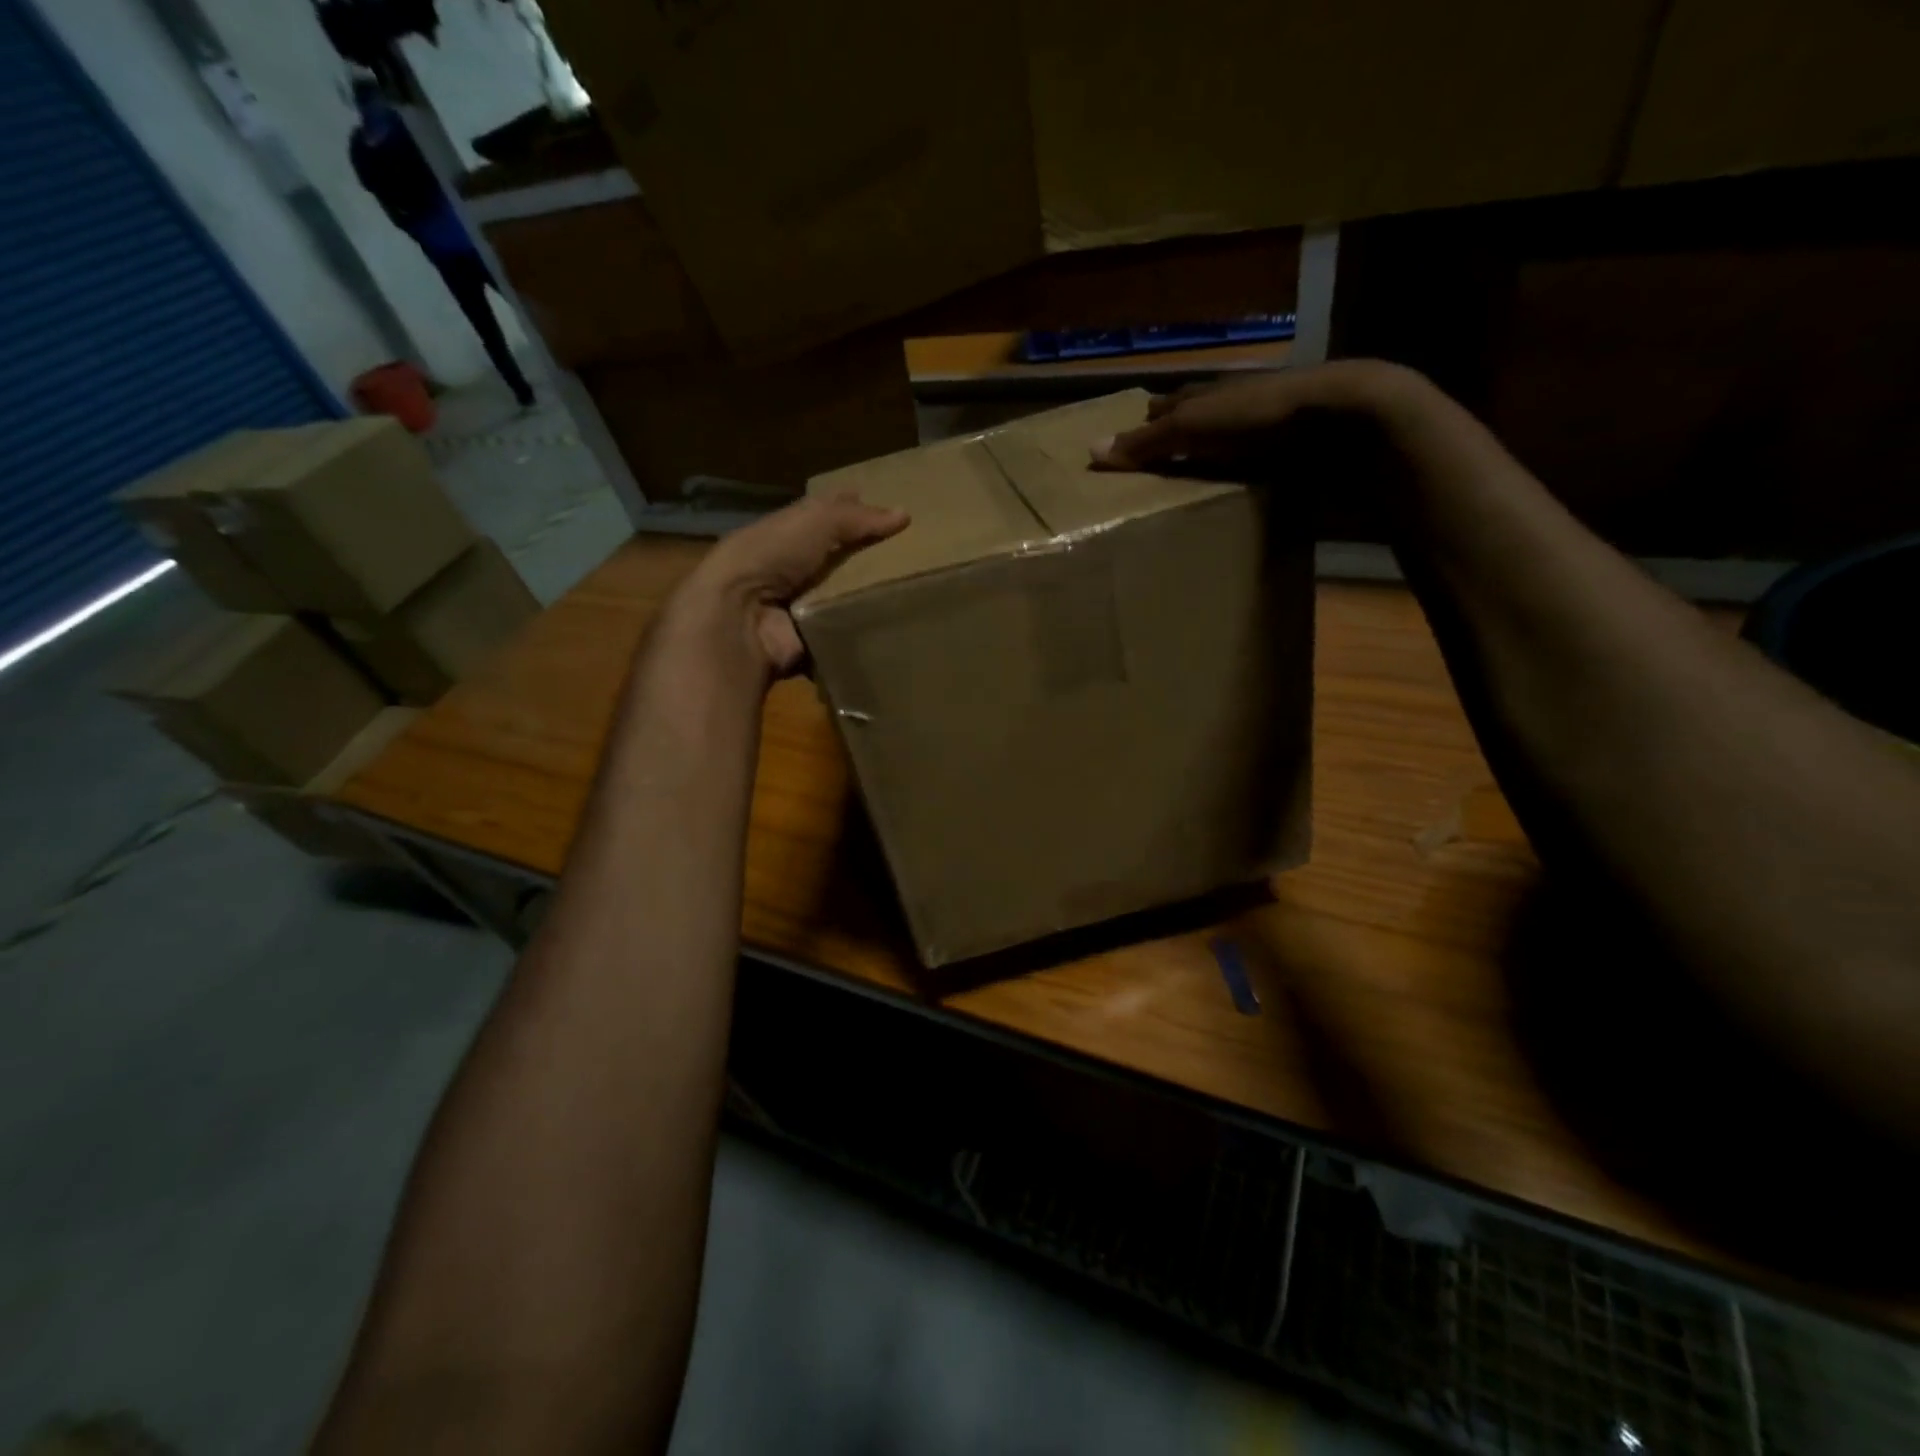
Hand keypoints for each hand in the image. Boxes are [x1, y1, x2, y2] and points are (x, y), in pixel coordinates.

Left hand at [669, 492, 908, 677]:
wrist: (738, 616)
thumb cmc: (771, 556)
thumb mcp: (815, 522)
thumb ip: (857, 518)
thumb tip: (904, 514)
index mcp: (785, 533)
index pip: (823, 517)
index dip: (850, 511)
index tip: (886, 512)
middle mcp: (789, 569)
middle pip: (836, 561)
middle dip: (866, 560)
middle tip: (911, 560)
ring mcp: (797, 608)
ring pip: (841, 600)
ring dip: (868, 600)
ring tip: (913, 600)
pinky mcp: (806, 642)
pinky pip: (841, 637)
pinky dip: (861, 637)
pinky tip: (894, 633)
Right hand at [1090, 359, 1420, 472]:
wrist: (1341, 417)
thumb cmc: (1258, 416)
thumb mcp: (1192, 427)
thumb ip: (1146, 442)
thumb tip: (1090, 451)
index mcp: (1210, 394)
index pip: (1172, 403)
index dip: (1151, 417)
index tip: (1134, 431)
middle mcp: (1236, 405)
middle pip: (1201, 416)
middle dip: (1180, 432)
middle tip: (1158, 455)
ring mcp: (1269, 426)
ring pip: (1230, 439)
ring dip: (1212, 453)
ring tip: (1192, 476)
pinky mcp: (1295, 450)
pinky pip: (1258, 461)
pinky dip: (1242, 471)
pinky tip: (1238, 486)